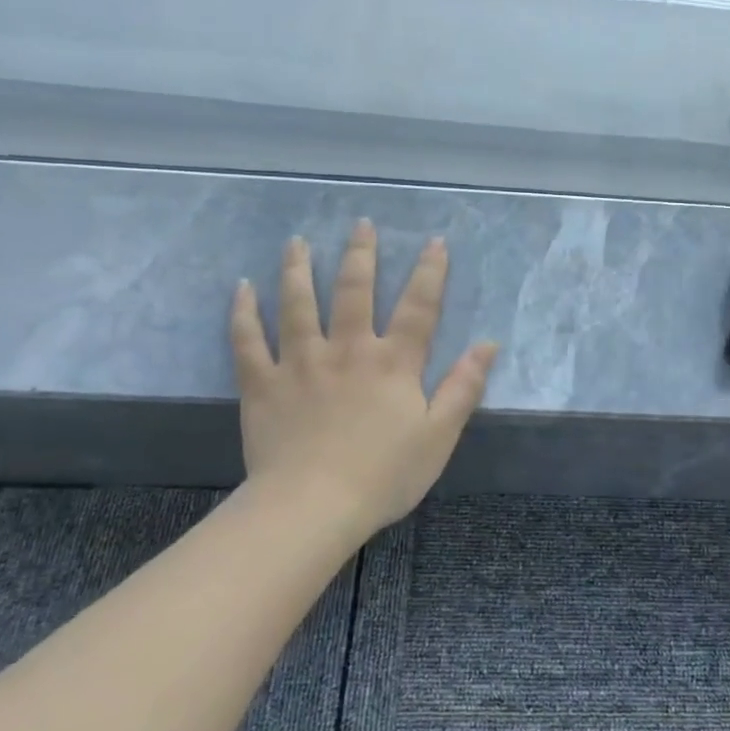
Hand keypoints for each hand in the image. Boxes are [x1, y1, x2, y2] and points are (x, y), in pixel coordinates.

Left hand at [229, 220, 497, 543]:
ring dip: (298, 269)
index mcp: (393, 363)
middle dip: (361, 255)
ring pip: (298, 304)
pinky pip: (248, 341)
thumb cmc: (384, 475)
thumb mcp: (439, 435)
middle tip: (361, 223)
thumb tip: (488, 344)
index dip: (429, 273)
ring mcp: (300, 363)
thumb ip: (464, 387)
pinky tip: (241, 288)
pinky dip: (243, 312)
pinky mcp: (262, 384)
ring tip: (297, 242)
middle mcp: (347, 350)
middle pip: (355, 291)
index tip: (434, 242)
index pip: (418, 307)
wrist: (313, 507)